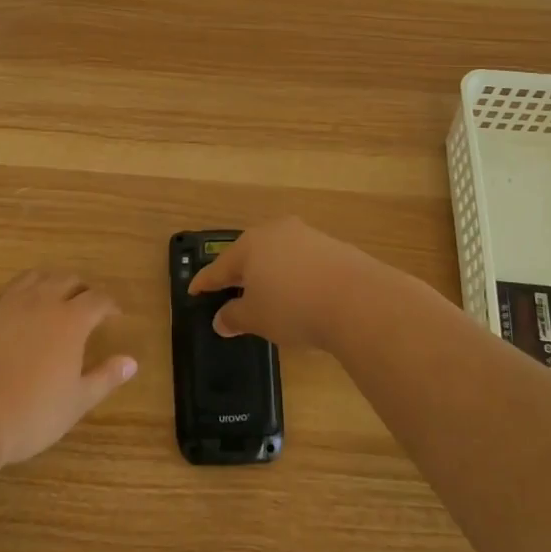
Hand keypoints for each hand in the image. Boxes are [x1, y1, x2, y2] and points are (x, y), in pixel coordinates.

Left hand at [0, 269, 137, 465]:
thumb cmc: (29, 414)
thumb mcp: (75, 403)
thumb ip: (105, 378)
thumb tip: (131, 361)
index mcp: (70, 320)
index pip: (98, 299)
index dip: (110, 305)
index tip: (114, 315)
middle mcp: (40, 301)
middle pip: (66, 279)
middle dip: (81, 288)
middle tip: (86, 304)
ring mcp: (5, 304)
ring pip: (33, 278)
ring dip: (48, 282)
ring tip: (52, 298)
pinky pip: (2, 294)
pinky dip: (15, 296)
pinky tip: (13, 312)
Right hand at [188, 218, 401, 352]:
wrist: (358, 300)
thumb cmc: (293, 307)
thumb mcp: (256, 318)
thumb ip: (234, 317)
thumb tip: (221, 319)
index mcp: (250, 245)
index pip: (219, 267)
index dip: (204, 282)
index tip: (193, 291)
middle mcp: (276, 232)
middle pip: (250, 254)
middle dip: (239, 273)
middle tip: (229, 291)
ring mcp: (307, 236)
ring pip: (278, 255)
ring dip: (270, 273)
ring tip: (268, 295)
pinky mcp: (333, 246)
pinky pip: (302, 261)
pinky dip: (295, 276)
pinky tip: (300, 294)